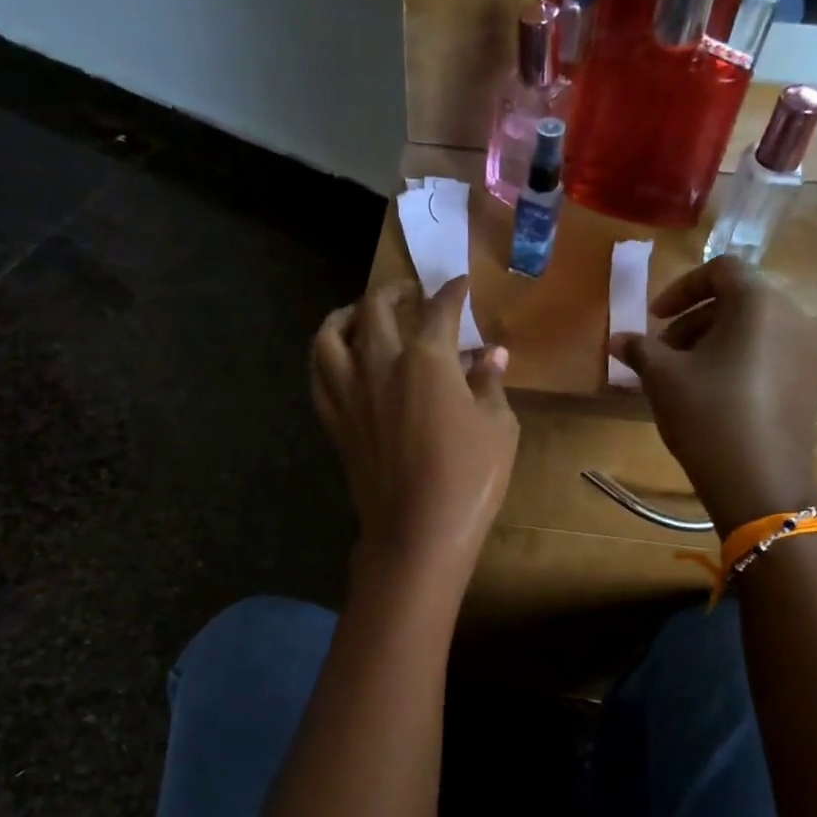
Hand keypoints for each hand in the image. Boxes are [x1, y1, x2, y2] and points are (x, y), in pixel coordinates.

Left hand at [311, 277, 517, 582]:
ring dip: (347, 313)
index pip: (440, 310)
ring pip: (331, 334)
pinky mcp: (335, 420)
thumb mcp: (498, 428)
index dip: (453, 292)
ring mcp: (350, 392)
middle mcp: (381, 364)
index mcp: (427, 360)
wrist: (417, 532)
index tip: (461, 284)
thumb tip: (491, 355)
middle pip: (377, 308)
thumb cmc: (469, 479)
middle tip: (411, 292)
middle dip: (396, 291)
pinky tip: (339, 357)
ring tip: (361, 314)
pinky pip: (318, 374)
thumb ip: (490, 384)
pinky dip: (326, 354)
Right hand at [608, 257, 816, 534]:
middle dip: (695, 320)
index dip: (681, 289)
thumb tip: (618, 339)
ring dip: (717, 341)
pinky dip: (742, 361)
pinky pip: (772, 355)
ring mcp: (810, 351)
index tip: (654, 319)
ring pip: (756, 330)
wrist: (759, 481)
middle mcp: (794, 316)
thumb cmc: (707, 415)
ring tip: (688, 376)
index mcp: (760, 302)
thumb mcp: (662, 378)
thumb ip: (640, 349)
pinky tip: (719, 395)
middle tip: (664, 353)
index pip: (721, 270)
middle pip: (739, 300)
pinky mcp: (813, 383)